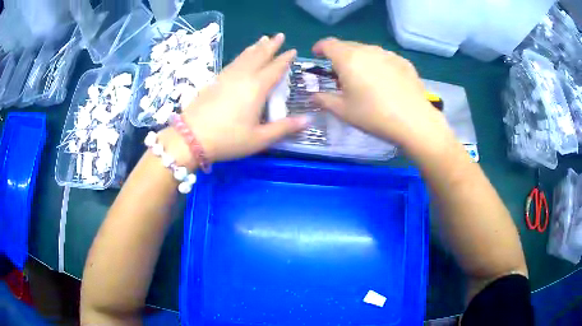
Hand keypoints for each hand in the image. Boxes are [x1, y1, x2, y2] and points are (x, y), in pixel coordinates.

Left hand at [166, 33, 307, 163]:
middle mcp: (242, 77)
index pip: (275, 68)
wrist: (190, 137)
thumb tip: (308, 119)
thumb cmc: (228, 139)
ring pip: (244, 56)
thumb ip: (284, 128)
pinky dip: (241, 55)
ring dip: (255, 47)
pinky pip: (233, 62)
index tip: (293, 50)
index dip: (285, 59)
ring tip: (263, 39)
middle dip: (271, 45)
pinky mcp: (214, 80)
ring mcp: (226, 77)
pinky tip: (241, 57)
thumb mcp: (259, 138)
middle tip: (279, 35)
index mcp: (256, 88)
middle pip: (259, 56)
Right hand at [312, 38, 451, 152]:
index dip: (319, 48)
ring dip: (359, 59)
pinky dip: (378, 64)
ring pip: (367, 51)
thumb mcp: (343, 111)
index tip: (317, 55)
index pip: (328, 44)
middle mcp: (367, 50)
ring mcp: (388, 54)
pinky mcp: (403, 62)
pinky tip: (384, 81)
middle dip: (339, 56)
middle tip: (340, 74)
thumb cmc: (374, 115)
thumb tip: (313, 96)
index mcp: (348, 59)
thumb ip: (324, 100)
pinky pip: (384, 58)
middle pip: (347, 46)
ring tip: (363, 78)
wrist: (414, 121)